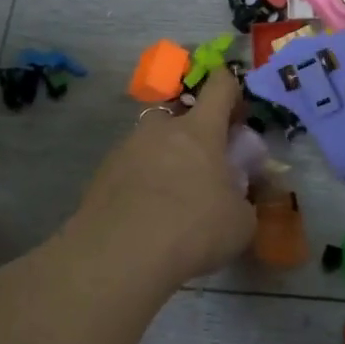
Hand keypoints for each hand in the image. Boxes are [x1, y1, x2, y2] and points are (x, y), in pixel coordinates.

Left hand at [67, 64, 256, 285]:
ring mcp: (126, 149)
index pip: (219, 86)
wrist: (120, 257)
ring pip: (151, 143)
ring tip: (171, 200)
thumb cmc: (193, 230)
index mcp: (199, 130)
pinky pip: (129, 169)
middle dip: (193, 134)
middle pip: (179, 114)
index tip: (238, 116)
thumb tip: (237, 199)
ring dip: (164, 160)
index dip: (232, 92)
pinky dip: (140, 184)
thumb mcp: (241, 223)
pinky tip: (145, 216)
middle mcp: (160, 129)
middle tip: (203, 169)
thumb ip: (243, 201)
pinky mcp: (101, 175)